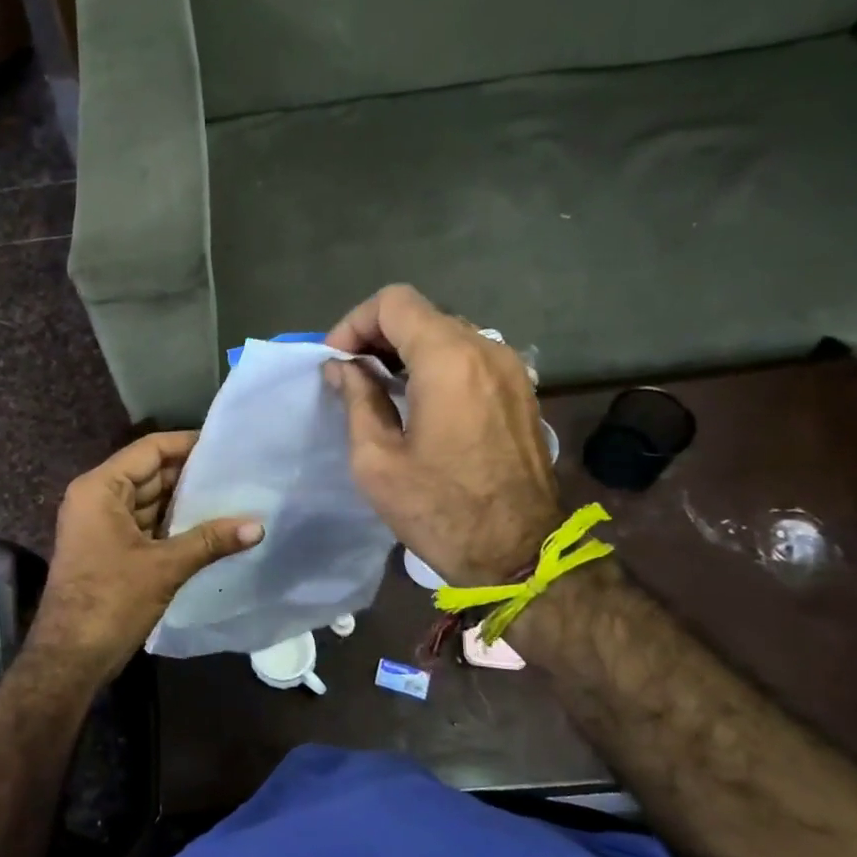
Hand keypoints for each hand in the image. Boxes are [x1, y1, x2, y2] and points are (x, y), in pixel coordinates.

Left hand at [25, 431, 262, 684]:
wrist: (70, 658)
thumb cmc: (110, 601)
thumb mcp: (164, 567)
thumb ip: (210, 541)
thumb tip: (258, 526)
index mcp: (100, 488)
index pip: (149, 450)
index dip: (187, 444)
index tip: (225, 445)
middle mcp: (97, 498)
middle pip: (150, 473)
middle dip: (191, 475)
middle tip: (237, 472)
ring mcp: (101, 524)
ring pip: (149, 501)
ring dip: (184, 502)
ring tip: (232, 496)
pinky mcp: (109, 548)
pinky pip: (145, 524)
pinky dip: (172, 524)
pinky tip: (209, 527)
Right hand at [324, 284, 560, 585]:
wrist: (519, 553)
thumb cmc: (439, 510)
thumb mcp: (377, 460)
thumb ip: (357, 400)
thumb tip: (342, 368)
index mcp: (448, 360)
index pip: (394, 303)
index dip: (355, 323)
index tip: (336, 361)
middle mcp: (485, 350)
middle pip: (422, 314)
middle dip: (377, 335)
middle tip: (349, 375)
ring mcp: (510, 369)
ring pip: (447, 333)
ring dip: (407, 350)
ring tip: (378, 388)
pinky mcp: (520, 390)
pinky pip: (470, 357)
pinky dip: (436, 364)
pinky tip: (417, 401)